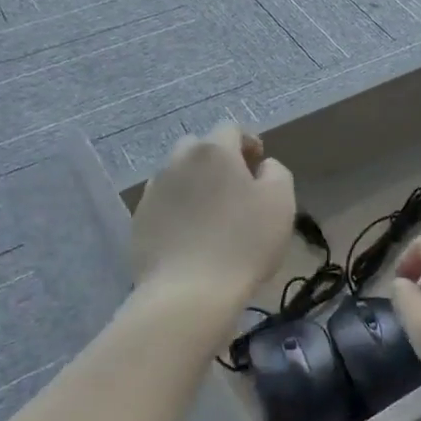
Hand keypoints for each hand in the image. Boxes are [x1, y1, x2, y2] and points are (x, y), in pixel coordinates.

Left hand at [130, 125, 294, 305]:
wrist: (189, 292)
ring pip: (177, 174)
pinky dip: (177, 209)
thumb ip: (276, 172)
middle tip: (235, 187)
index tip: (259, 165)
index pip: (231, 129)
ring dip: (195, 183)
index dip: (248, 142)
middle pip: (199, 147)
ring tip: (211, 213)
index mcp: (214, 151)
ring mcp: (153, 191)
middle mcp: (178, 161)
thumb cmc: (244, 242)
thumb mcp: (281, 202)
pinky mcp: (139, 220)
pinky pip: (163, 203)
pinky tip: (190, 234)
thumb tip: (263, 166)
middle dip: (217, 159)